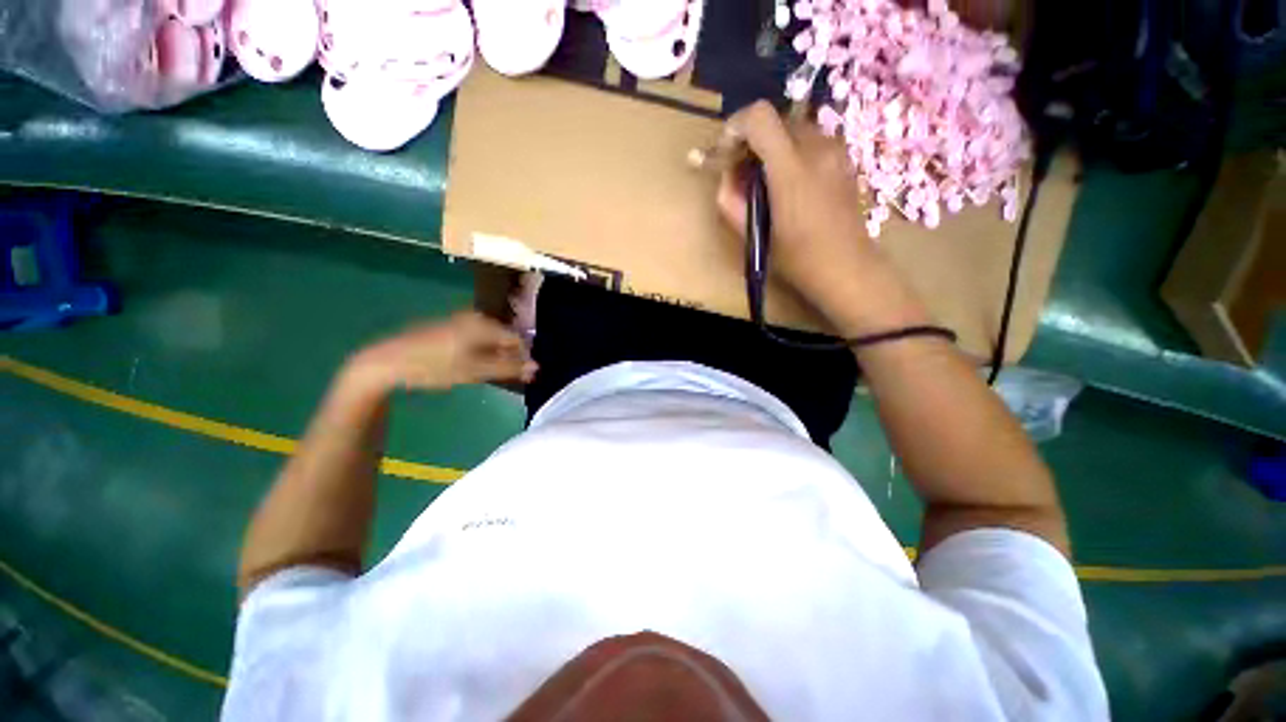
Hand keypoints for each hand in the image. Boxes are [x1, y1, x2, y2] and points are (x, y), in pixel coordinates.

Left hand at [349, 311, 536, 392]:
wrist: (386, 362)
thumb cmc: (434, 367)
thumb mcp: (474, 371)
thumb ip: (508, 368)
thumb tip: (537, 368)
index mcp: (484, 324)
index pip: (517, 339)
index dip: (522, 358)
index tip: (522, 376)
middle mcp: (475, 317)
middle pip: (504, 338)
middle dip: (508, 357)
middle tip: (501, 376)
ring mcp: (461, 320)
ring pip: (490, 339)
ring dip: (493, 356)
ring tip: (484, 373)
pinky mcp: (450, 326)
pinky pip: (476, 338)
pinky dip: (480, 351)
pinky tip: (469, 365)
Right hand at [715, 101, 928, 336]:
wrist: (847, 268)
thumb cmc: (798, 259)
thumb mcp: (754, 235)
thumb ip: (731, 201)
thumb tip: (726, 177)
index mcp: (791, 169)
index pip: (759, 117)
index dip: (735, 127)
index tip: (727, 153)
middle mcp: (817, 148)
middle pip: (775, 121)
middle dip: (752, 141)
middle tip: (743, 174)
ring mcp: (836, 149)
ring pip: (792, 130)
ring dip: (772, 148)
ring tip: (766, 182)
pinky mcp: (845, 157)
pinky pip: (810, 142)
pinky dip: (791, 153)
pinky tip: (789, 185)